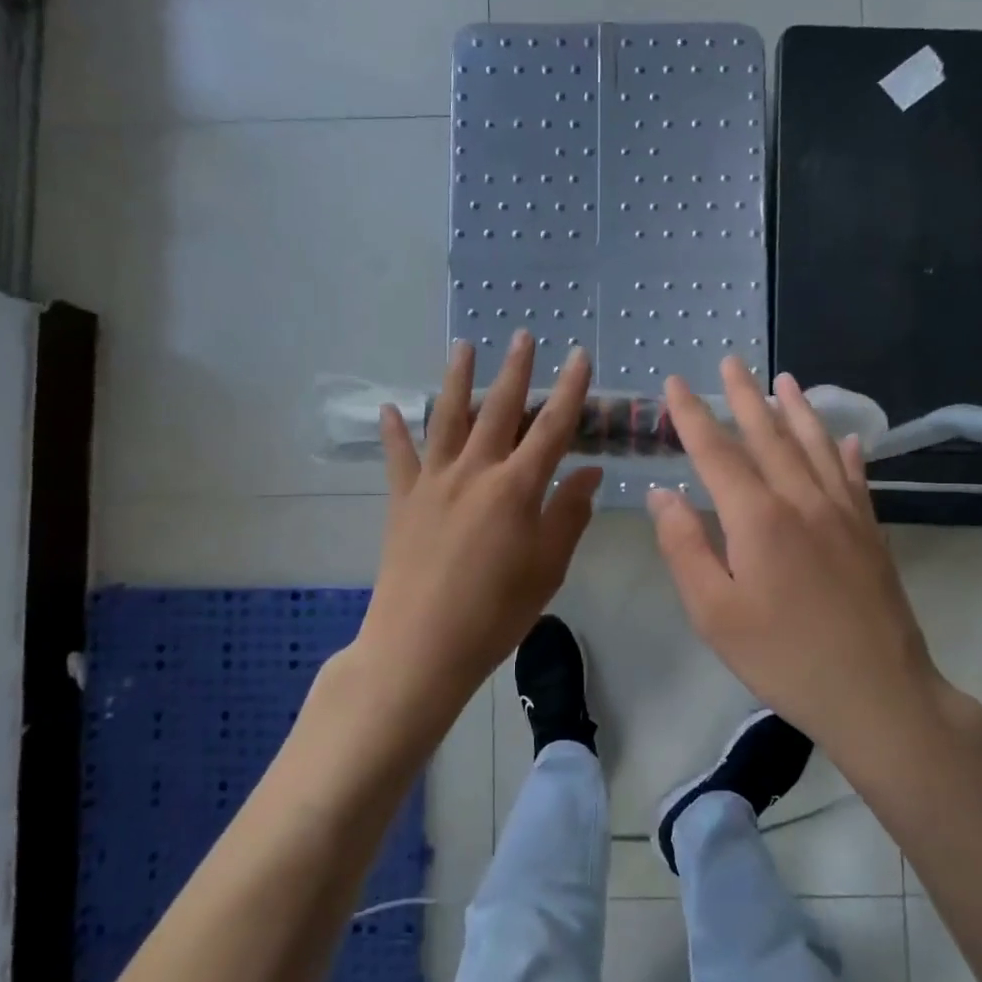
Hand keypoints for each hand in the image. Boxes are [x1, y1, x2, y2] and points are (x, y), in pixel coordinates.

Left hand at [349, 332, 603, 736]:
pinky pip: (399, 457)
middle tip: (522, 335)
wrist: (420, 646)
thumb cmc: (495, 613)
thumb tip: (590, 471)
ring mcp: (433, 483)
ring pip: (447, 419)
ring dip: (457, 379)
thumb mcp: (548, 568)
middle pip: (499, 410)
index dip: (569, 390)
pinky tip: (391, 407)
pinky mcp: (402, 501)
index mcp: (516, 488)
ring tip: (463, 346)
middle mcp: (474, 472)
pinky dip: (395, 431)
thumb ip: (569, 514)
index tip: (579, 356)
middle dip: (515, 370)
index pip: (552, 428)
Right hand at [648, 357, 955, 755]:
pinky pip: (855, 478)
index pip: (717, 452)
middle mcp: (802, 499)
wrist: (876, 693)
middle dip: (745, 396)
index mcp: (758, 517)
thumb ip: (684, 547)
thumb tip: (662, 494)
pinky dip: (847, 453)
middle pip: (769, 436)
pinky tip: (847, 439)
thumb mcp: (714, 612)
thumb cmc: (783, 656)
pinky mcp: (870, 532)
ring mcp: (843, 512)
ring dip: (797, 410)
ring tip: (785, 380)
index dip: (692, 416)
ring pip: (816, 446)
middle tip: (731, 362)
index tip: (676, 383)